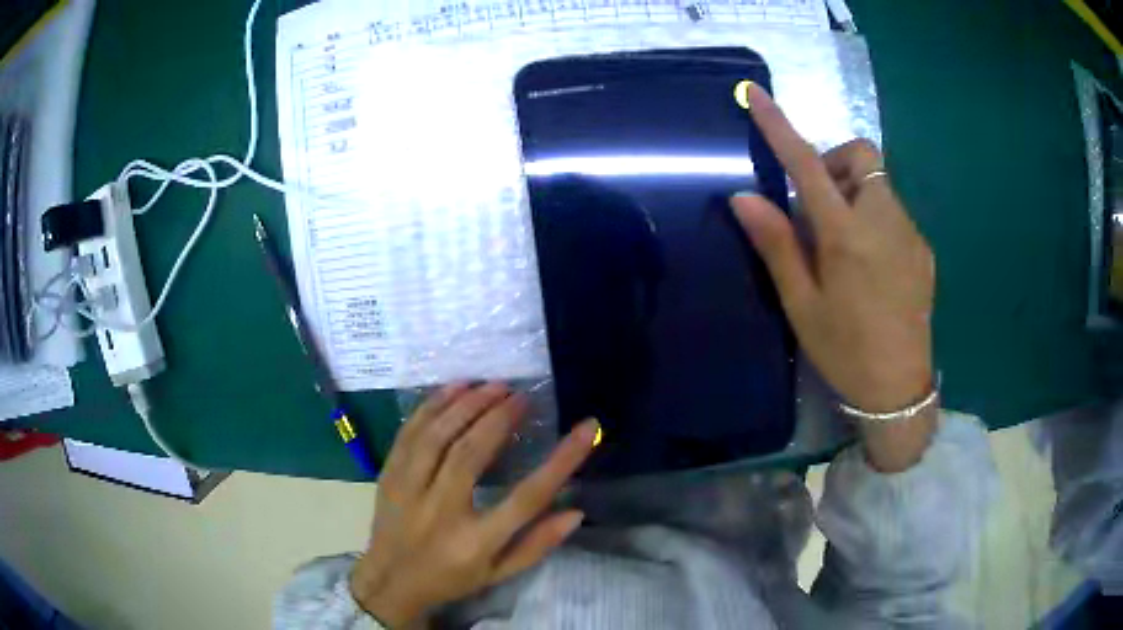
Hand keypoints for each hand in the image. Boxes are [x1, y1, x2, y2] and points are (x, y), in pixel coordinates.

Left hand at [349, 382, 597, 626]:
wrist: (390, 581)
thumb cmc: (451, 579)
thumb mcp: (499, 574)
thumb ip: (537, 545)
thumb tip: (576, 512)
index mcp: (475, 542)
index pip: (527, 498)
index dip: (561, 461)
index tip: (587, 428)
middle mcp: (440, 512)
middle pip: (472, 455)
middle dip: (500, 418)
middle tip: (522, 395)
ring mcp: (409, 491)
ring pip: (437, 437)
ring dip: (466, 405)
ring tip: (492, 386)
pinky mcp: (389, 476)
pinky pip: (409, 433)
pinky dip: (432, 406)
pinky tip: (454, 388)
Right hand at [731, 83, 935, 470]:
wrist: (899, 389)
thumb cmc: (844, 350)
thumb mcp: (801, 304)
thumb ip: (777, 244)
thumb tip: (744, 196)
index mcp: (847, 236)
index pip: (808, 164)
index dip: (780, 127)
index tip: (757, 95)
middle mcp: (884, 221)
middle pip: (861, 156)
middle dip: (834, 164)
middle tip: (817, 209)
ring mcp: (910, 233)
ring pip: (879, 184)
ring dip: (853, 194)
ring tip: (842, 245)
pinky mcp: (923, 249)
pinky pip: (894, 212)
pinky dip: (873, 218)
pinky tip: (870, 265)